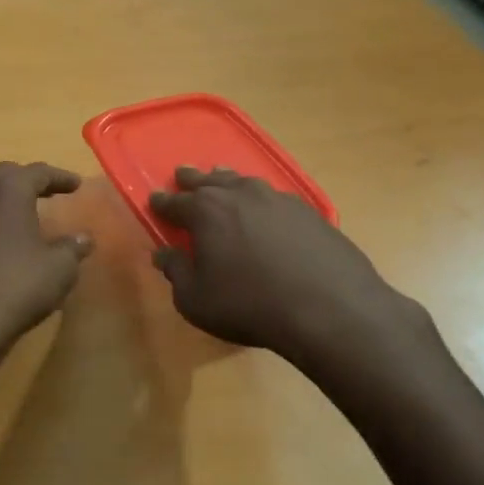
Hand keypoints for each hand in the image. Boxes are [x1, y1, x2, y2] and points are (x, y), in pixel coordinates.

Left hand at [0, 162, 92, 379]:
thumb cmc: (14, 287)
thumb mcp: (58, 270)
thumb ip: (73, 248)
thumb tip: (84, 238)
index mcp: (8, 190)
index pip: (38, 172)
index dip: (60, 177)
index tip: (76, 184)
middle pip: (6, 176)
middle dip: (29, 181)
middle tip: (49, 192)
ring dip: (5, 202)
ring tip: (25, 216)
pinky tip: (1, 242)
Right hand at [150, 167, 424, 365]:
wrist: (329, 308)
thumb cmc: (249, 304)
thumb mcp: (196, 299)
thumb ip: (176, 272)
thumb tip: (162, 253)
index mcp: (205, 211)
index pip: (174, 202)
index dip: (161, 202)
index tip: (154, 200)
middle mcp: (239, 194)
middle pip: (209, 180)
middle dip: (192, 179)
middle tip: (182, 176)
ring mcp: (277, 198)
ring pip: (243, 181)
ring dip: (228, 181)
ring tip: (222, 179)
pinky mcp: (308, 211)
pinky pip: (274, 198)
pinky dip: (261, 200)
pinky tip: (265, 210)